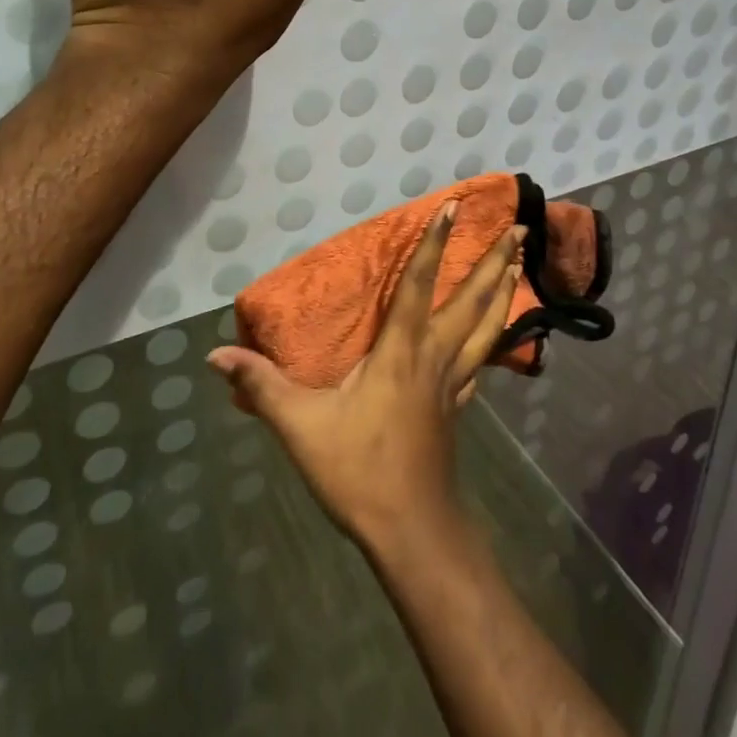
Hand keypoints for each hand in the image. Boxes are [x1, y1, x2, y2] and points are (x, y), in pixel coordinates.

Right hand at [208, 204, 524, 554]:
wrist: (411, 530)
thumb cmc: (358, 470)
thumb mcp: (300, 426)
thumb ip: (261, 385)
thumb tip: (215, 355)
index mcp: (401, 350)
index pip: (420, 284)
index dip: (434, 242)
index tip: (452, 206)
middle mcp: (434, 356)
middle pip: (472, 300)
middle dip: (496, 261)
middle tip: (521, 229)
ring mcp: (452, 383)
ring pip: (487, 327)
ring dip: (503, 292)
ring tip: (520, 263)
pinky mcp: (457, 408)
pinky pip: (480, 362)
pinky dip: (493, 340)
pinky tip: (495, 340)